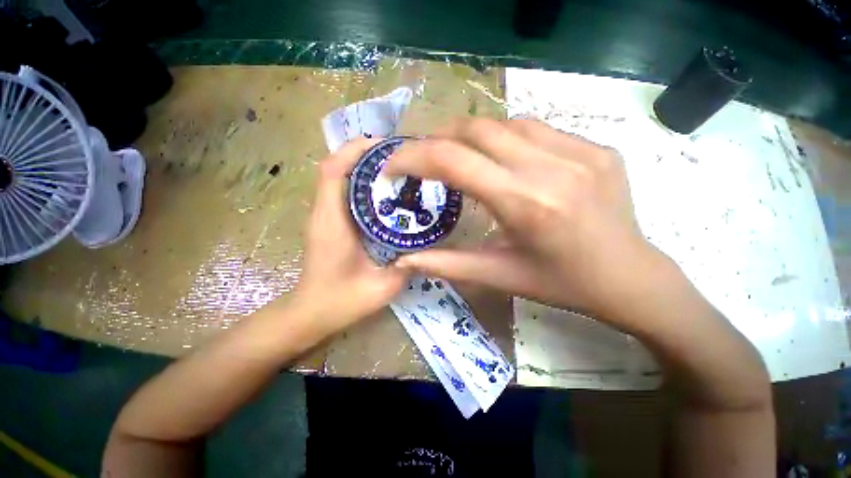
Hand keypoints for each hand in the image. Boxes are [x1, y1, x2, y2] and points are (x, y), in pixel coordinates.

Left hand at [291, 138, 408, 334]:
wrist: (311, 313)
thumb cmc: (340, 301)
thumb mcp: (381, 288)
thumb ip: (406, 267)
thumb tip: (427, 248)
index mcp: (332, 222)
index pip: (333, 170)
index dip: (355, 150)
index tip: (385, 146)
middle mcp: (324, 212)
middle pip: (336, 166)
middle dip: (364, 153)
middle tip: (398, 155)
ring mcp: (324, 216)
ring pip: (338, 176)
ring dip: (362, 165)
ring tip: (394, 167)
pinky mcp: (329, 221)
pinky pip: (342, 191)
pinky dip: (360, 181)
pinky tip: (384, 190)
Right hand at [386, 118, 670, 323]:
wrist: (629, 277)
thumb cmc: (561, 284)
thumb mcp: (500, 276)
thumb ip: (448, 264)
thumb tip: (405, 260)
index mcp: (525, 204)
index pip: (453, 161)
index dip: (414, 156)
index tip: (394, 164)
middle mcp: (552, 167)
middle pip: (477, 129)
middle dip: (439, 139)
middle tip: (425, 159)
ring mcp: (581, 150)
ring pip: (506, 123)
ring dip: (473, 136)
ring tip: (461, 158)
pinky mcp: (597, 147)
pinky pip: (538, 129)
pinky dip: (508, 138)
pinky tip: (506, 159)